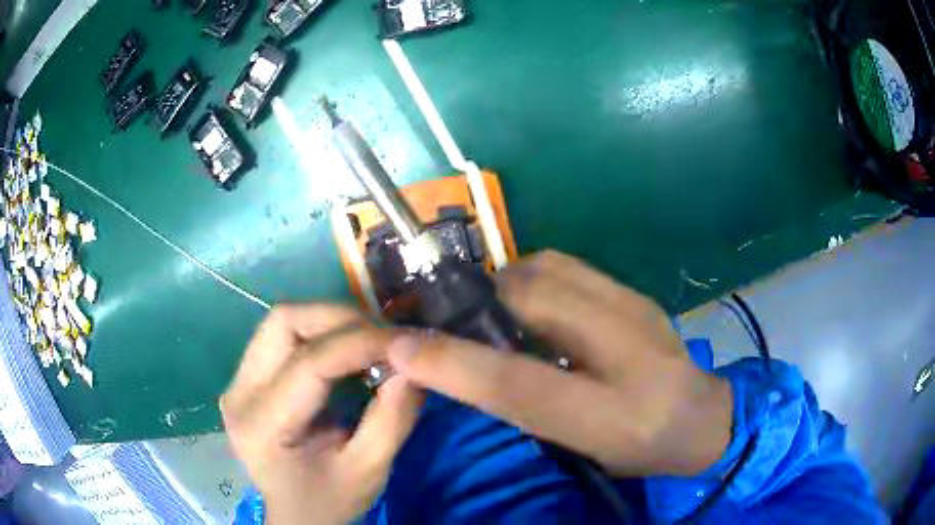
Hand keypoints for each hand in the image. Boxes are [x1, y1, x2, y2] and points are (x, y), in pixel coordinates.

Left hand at [221, 305, 422, 524]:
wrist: (296, 515)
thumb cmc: (329, 501)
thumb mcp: (368, 471)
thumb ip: (391, 420)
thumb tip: (412, 365)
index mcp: (262, 426)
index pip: (309, 363)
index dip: (360, 343)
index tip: (405, 342)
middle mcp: (239, 393)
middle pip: (283, 322)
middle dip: (339, 319)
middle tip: (384, 339)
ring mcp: (237, 381)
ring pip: (282, 321)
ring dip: (330, 323)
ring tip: (369, 344)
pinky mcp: (247, 377)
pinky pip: (283, 336)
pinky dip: (320, 334)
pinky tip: (346, 354)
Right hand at [386, 250, 731, 476]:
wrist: (705, 418)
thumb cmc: (641, 450)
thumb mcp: (582, 449)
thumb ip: (528, 408)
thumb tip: (470, 365)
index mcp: (616, 418)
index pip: (522, 386)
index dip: (453, 365)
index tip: (399, 347)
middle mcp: (633, 353)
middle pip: (534, 300)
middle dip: (480, 303)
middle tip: (455, 321)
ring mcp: (639, 309)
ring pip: (548, 269)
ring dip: (506, 285)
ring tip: (496, 314)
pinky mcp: (636, 291)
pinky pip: (567, 266)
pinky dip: (533, 277)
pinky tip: (533, 304)